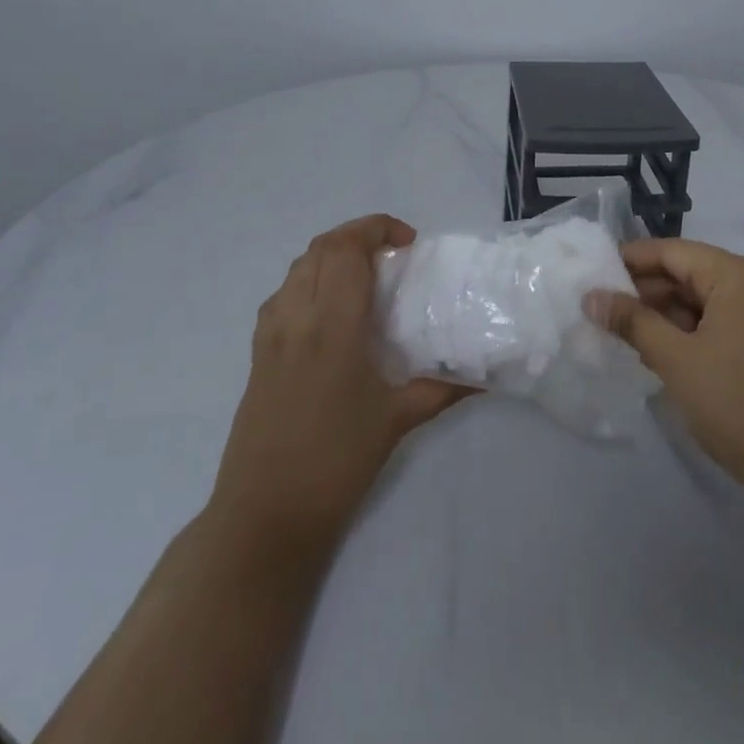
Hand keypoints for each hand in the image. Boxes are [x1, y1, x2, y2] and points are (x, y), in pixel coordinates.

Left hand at [208, 215, 473, 558]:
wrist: (265, 515)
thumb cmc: (336, 463)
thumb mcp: (398, 420)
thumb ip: (444, 387)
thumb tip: (486, 374)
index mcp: (333, 327)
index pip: (346, 250)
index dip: (376, 228)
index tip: (408, 243)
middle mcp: (297, 318)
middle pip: (320, 248)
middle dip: (358, 235)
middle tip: (393, 254)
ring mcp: (271, 335)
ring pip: (297, 267)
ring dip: (332, 255)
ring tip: (366, 275)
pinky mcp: (257, 354)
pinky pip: (282, 294)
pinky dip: (309, 280)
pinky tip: (331, 310)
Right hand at [589, 238, 743, 497]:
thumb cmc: (736, 404)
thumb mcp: (676, 359)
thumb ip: (632, 321)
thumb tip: (591, 296)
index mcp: (741, 275)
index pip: (675, 252)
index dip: (632, 260)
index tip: (594, 272)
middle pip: (692, 272)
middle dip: (647, 290)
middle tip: (603, 307)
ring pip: (706, 298)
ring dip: (667, 312)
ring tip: (624, 330)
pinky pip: (723, 319)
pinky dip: (692, 329)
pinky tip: (660, 347)